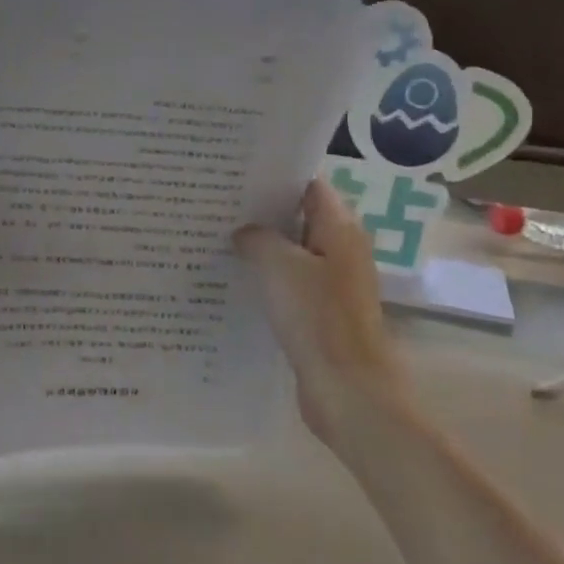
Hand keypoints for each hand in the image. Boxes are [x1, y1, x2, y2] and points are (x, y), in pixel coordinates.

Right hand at [234, 177, 401, 443]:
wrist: (347, 389)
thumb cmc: (317, 317)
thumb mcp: (279, 266)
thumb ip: (257, 238)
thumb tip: (244, 232)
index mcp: (340, 229)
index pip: (309, 185)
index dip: (276, 177)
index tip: (237, 174)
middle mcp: (341, 250)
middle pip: (300, 217)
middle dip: (262, 212)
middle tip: (218, 204)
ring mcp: (332, 283)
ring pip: (293, 253)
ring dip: (262, 247)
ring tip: (217, 237)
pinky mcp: (321, 313)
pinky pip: (290, 284)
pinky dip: (267, 278)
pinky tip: (234, 280)